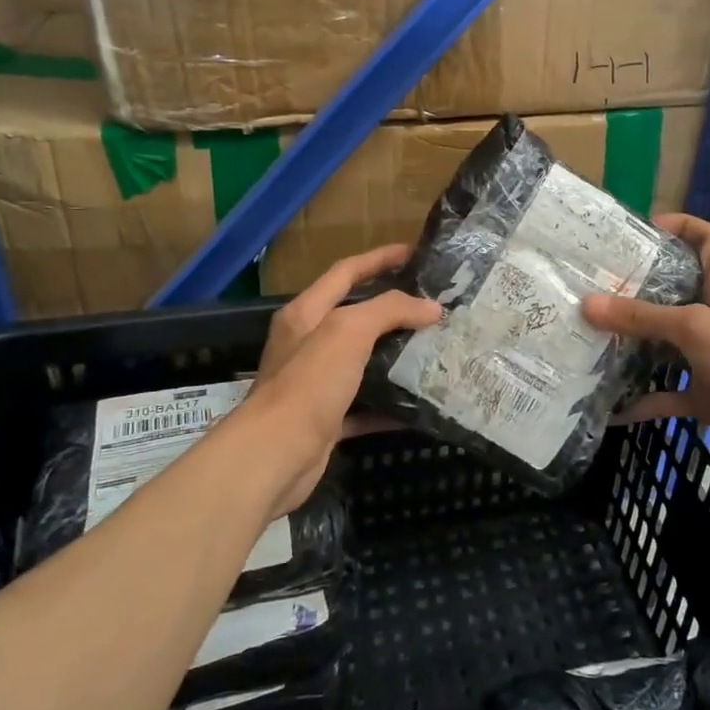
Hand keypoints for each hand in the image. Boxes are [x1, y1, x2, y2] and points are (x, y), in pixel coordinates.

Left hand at [242, 246, 439, 514]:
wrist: (275, 456)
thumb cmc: (309, 383)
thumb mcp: (348, 332)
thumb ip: (389, 310)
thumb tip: (431, 307)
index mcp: (306, 313)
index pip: (346, 272)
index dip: (379, 258)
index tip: (415, 253)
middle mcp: (307, 343)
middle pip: (355, 315)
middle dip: (393, 307)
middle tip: (433, 304)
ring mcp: (316, 383)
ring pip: (363, 361)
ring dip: (395, 354)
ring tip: (434, 347)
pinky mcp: (326, 419)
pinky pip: (365, 405)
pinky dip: (390, 403)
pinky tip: (419, 402)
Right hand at [581, 214, 709, 475]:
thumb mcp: (694, 327)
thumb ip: (643, 316)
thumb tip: (589, 304)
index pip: (708, 240)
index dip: (682, 226)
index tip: (644, 229)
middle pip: (673, 291)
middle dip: (637, 288)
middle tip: (596, 285)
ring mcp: (707, 356)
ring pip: (663, 344)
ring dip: (632, 345)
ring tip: (591, 338)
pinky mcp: (703, 393)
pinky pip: (664, 394)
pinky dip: (640, 401)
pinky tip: (610, 407)